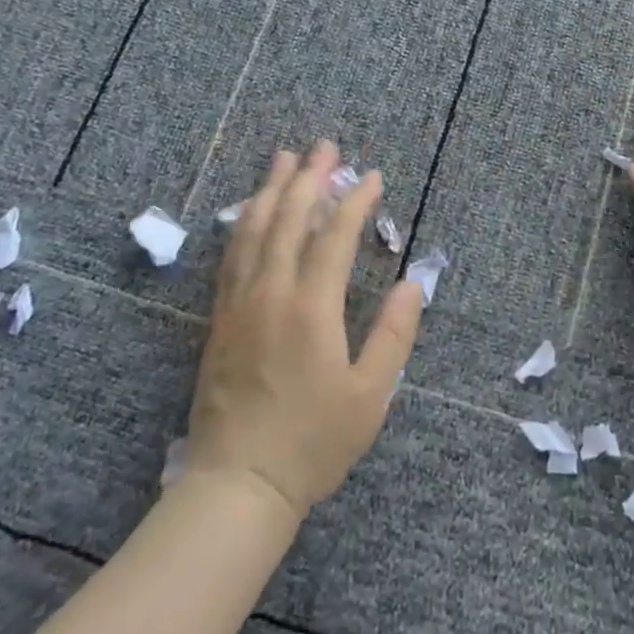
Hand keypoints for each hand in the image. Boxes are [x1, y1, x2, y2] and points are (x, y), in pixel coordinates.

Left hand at [180, 141, 423, 520]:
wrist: (236, 487)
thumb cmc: (312, 444)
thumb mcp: (370, 396)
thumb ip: (393, 335)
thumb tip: (413, 284)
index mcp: (312, 308)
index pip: (334, 235)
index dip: (355, 200)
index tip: (373, 176)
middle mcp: (272, 293)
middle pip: (289, 219)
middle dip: (310, 178)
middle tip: (325, 146)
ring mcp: (240, 303)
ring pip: (254, 229)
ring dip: (272, 189)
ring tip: (285, 158)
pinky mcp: (220, 319)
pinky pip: (232, 255)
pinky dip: (245, 222)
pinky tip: (251, 209)